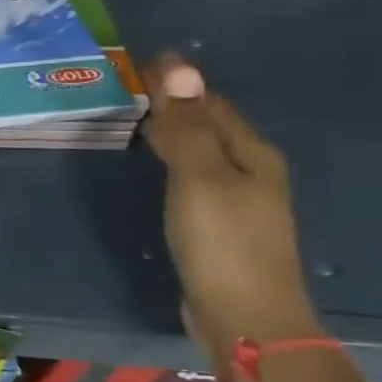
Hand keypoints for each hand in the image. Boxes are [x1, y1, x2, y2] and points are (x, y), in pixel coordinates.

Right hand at [141, 52, 318, 359]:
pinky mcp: (219, 225)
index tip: (137, 63)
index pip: (212, 103)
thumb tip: (177, 63)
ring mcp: (237, 201)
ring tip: (135, 118)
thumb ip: (186, 124)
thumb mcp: (199, 177)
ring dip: (173, 131)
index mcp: (252, 153)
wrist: (245, 317)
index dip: (179, 82)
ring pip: (201, 151)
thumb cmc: (223, 242)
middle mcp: (251, 171)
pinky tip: (155, 165)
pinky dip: (172, 159)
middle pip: (210, 125)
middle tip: (128, 85)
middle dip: (176, 103)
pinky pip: (192, 176)